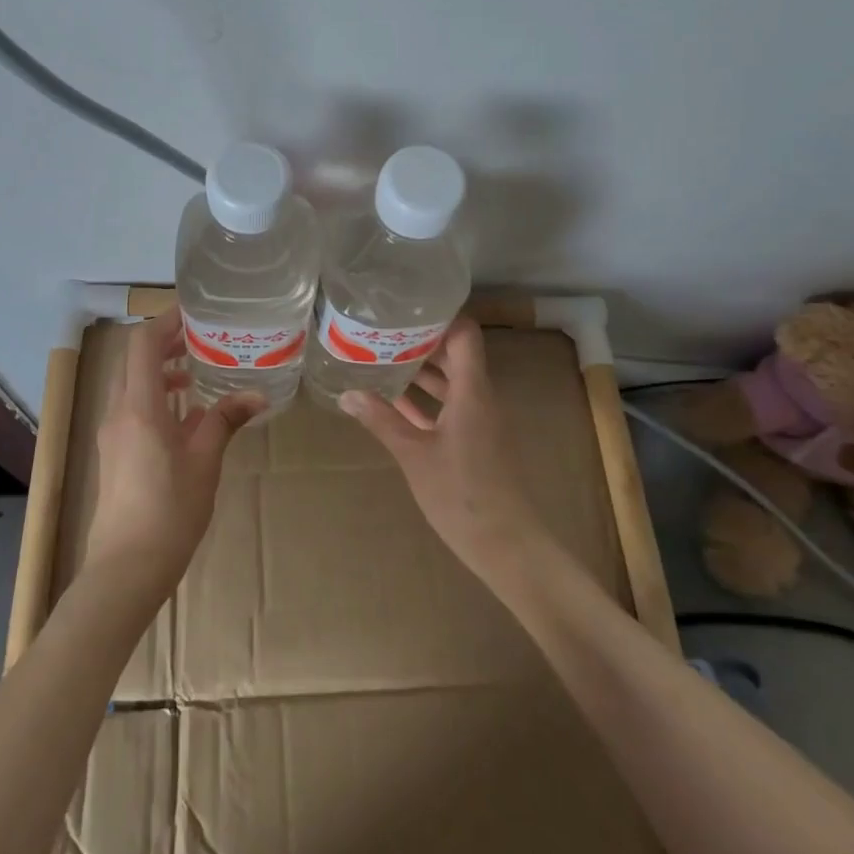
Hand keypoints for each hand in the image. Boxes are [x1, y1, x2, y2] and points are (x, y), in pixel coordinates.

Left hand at [85, 307, 262, 600]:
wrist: (126, 568)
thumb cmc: (170, 510)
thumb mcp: (205, 461)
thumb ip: (226, 420)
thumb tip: (257, 395)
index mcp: (139, 406)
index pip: (143, 344)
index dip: (164, 321)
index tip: (192, 312)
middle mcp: (119, 412)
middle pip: (134, 361)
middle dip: (165, 344)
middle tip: (200, 339)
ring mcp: (112, 433)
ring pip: (132, 385)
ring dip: (160, 372)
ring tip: (195, 375)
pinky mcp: (114, 452)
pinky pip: (132, 408)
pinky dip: (155, 398)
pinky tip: (185, 417)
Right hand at [340, 317, 546, 582]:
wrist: (507, 546)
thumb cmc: (462, 494)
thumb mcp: (414, 455)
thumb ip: (381, 421)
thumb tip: (346, 394)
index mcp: (472, 391)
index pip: (464, 335)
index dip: (440, 317)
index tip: (405, 308)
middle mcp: (479, 398)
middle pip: (455, 355)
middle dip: (421, 342)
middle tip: (382, 331)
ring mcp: (478, 421)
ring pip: (450, 382)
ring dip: (420, 372)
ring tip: (381, 359)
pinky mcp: (474, 442)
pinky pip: (449, 407)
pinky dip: (425, 401)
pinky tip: (393, 402)